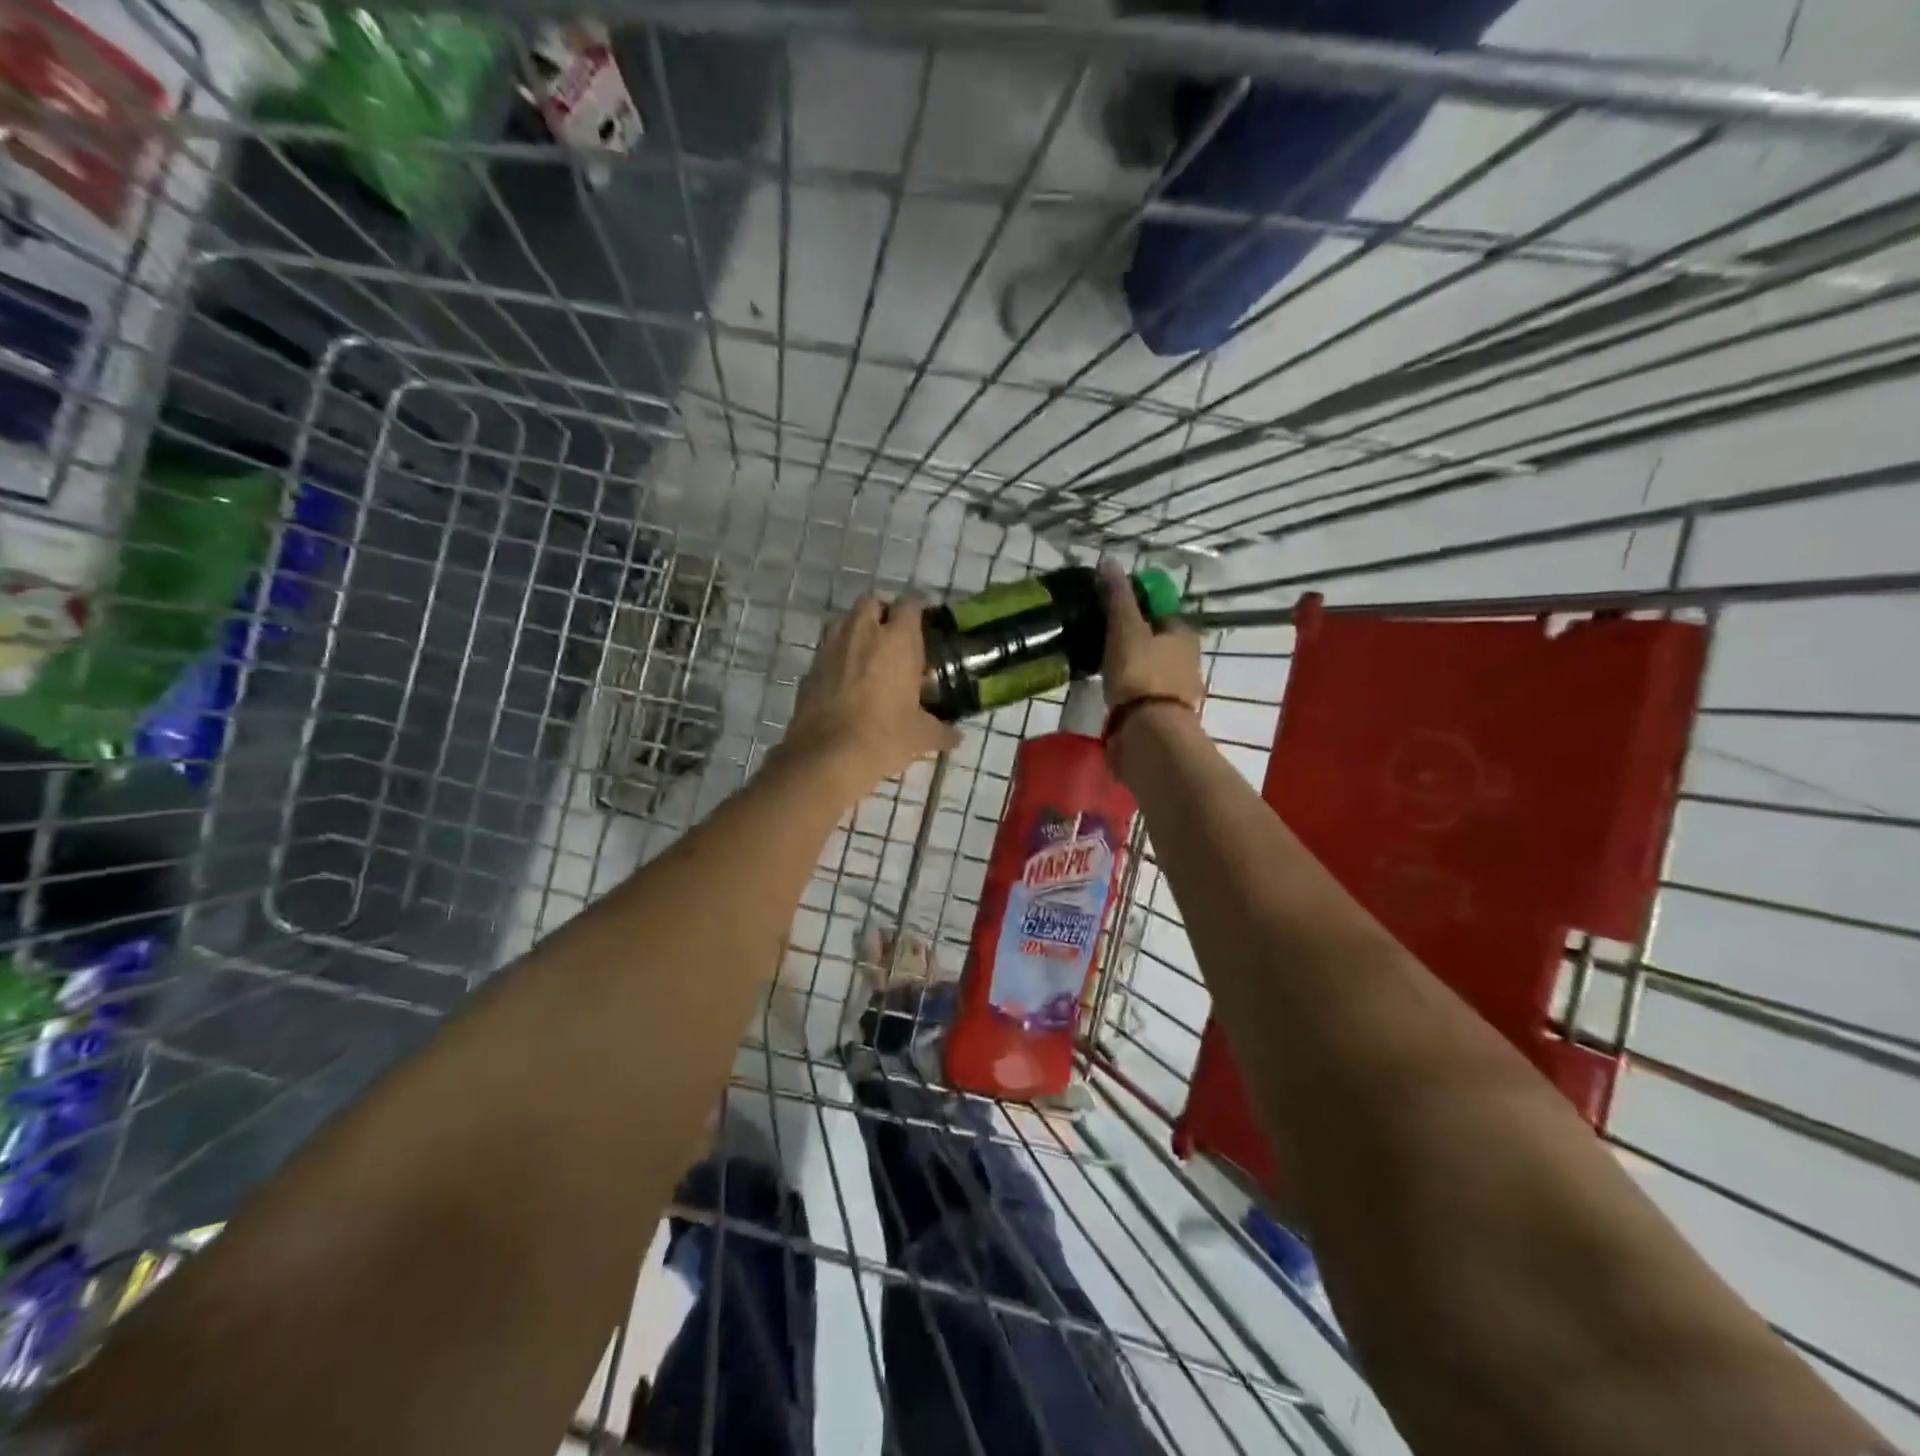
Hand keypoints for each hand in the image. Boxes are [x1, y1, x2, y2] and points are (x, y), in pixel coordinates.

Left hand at [778, 593, 960, 799]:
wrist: (828, 755)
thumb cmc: (885, 736)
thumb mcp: (921, 736)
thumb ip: (940, 731)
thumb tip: (956, 738)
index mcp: (897, 640)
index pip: (910, 604)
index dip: (919, 607)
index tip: (925, 618)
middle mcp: (862, 633)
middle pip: (872, 602)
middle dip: (882, 611)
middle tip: (894, 634)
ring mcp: (831, 648)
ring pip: (844, 622)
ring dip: (857, 629)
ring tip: (869, 653)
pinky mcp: (810, 669)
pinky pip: (827, 652)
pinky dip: (838, 658)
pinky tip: (846, 681)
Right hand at [1101, 560, 1203, 711]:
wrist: (1148, 732)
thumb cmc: (1140, 673)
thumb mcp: (1125, 628)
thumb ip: (1118, 597)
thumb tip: (1110, 561)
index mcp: (1184, 635)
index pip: (1162, 613)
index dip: (1139, 611)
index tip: (1113, 614)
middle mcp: (1188, 661)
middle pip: (1159, 643)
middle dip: (1136, 642)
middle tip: (1104, 640)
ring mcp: (1178, 692)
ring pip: (1152, 671)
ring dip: (1133, 669)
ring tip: (1103, 668)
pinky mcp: (1163, 717)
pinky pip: (1144, 696)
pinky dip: (1131, 693)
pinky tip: (1112, 693)